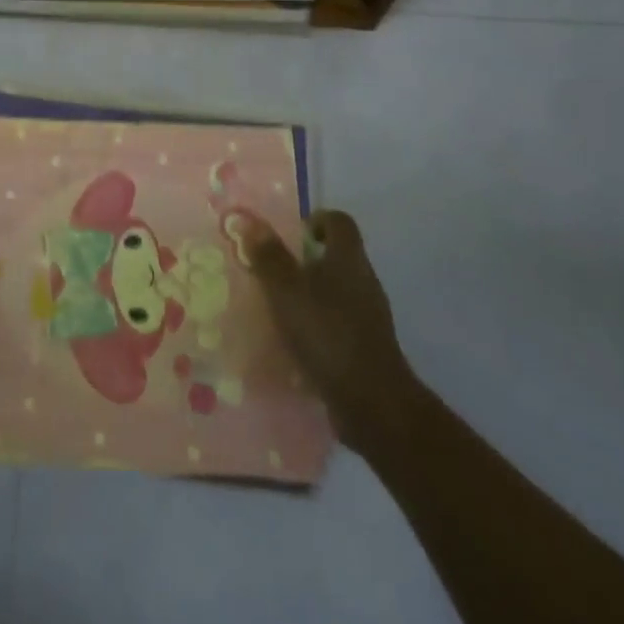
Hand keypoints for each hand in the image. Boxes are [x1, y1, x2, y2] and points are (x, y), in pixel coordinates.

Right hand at [244, 211, 416, 446]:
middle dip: (306, 260)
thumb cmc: (327, 333)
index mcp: (348, 259)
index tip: (293, 234)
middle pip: (338, 256)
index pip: (340, 222)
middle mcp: (364, 281)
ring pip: (338, 292)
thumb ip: (269, 256)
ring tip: (279, 308)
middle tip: (275, 271)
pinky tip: (296, 343)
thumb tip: (250, 221)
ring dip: (311, 295)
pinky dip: (319, 326)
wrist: (373, 404)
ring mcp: (369, 316)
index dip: (317, 220)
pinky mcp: (367, 347)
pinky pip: (339, 324)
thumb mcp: (287, 290)